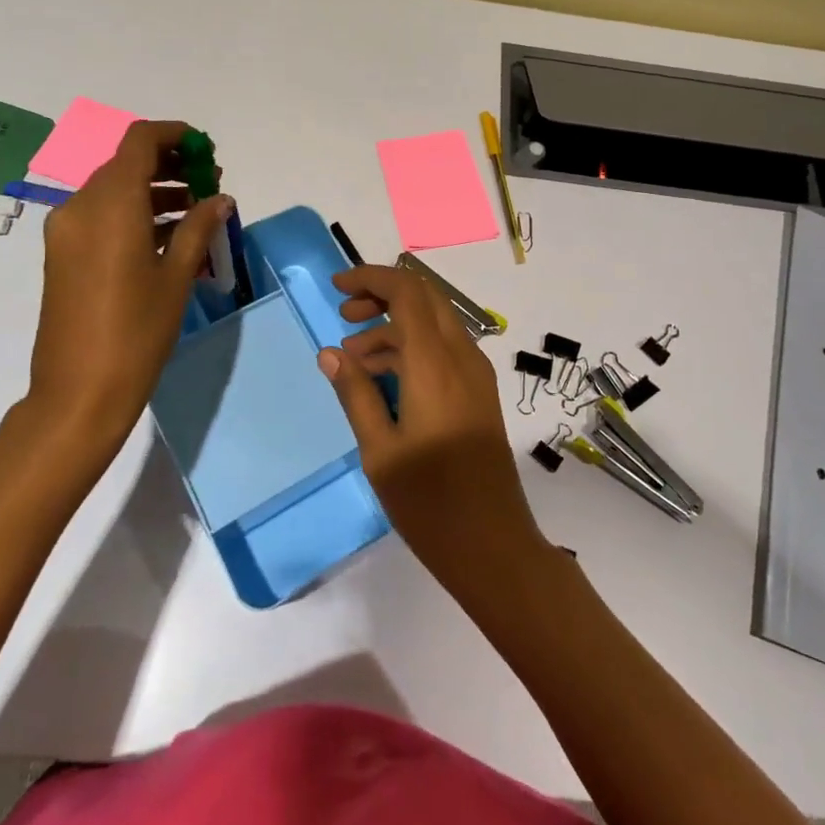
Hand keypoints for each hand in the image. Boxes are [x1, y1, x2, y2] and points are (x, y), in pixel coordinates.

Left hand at [15, 121, 229, 469]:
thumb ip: (198, 227)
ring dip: (154, 190)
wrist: (78, 392)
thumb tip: (220, 198)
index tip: (206, 149)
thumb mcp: (176, 277)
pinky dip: (135, 214)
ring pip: (114, 190)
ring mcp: (67, 231)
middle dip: (170, 165)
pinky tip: (168, 236)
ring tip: (196, 211)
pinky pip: (102, 217)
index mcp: (111, 205)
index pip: (139, 141)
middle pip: (126, 164)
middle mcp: (81, 206)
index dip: (175, 135)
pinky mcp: (64, 254)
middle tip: (208, 183)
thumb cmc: (136, 332)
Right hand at [317, 264, 546, 593]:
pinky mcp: (480, 393)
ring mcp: (476, 374)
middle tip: (345, 315)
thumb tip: (330, 352)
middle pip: (425, 297)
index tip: (337, 287)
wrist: (494, 546)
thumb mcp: (380, 450)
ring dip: (395, 326)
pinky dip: (412, 348)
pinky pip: (444, 349)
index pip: (407, 292)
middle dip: (383, 294)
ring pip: (435, 323)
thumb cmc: (430, 503)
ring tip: (354, 358)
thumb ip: (355, 393)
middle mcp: (462, 357)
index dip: (371, 278)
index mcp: (435, 364)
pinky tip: (384, 379)